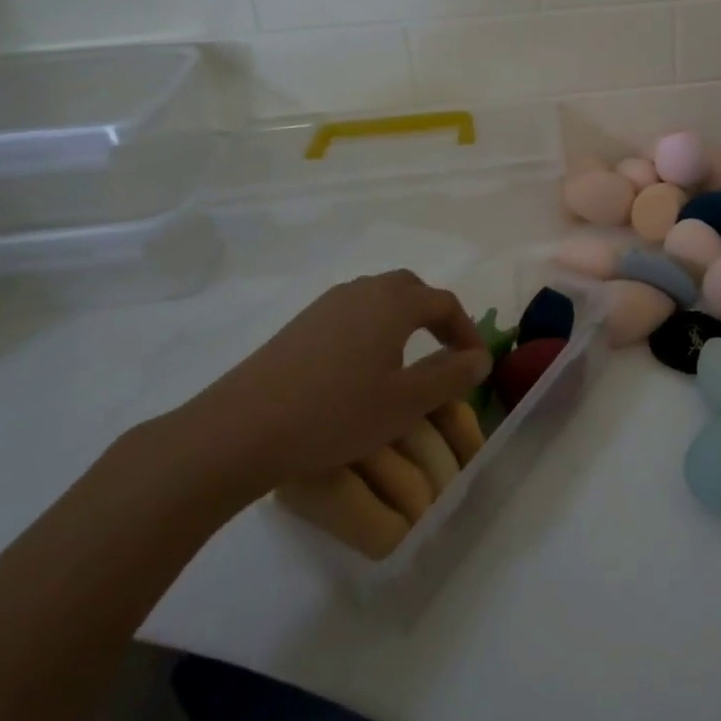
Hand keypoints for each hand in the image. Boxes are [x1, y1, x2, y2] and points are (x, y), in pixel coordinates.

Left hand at [166, 270, 489, 506]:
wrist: (240, 430)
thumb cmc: (336, 413)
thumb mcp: (406, 403)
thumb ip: (450, 376)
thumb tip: (480, 359)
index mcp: (393, 302)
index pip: (445, 303)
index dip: (466, 331)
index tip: (475, 364)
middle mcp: (362, 290)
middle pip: (411, 290)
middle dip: (434, 316)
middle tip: (444, 353)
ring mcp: (326, 305)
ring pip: (378, 299)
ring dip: (402, 321)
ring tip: (406, 362)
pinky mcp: (300, 325)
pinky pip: (350, 314)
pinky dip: (371, 330)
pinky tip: (360, 370)